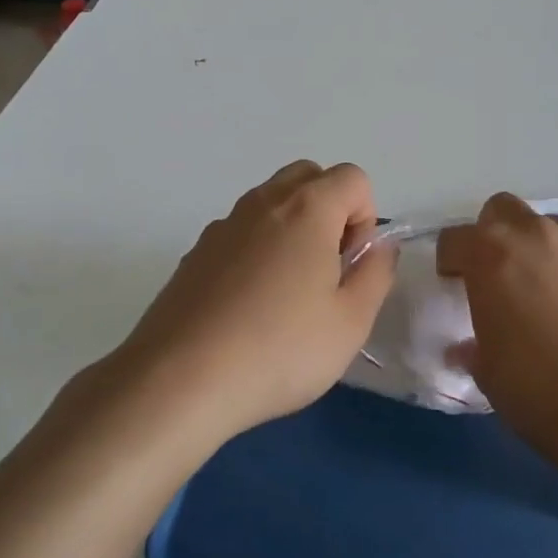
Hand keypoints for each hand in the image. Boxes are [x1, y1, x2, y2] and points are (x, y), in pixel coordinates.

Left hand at [108, 161, 396, 444]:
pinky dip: (257, 249)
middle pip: (309, 177)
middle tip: (326, 270)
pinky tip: (248, 307)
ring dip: (292, 229)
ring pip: (271, 202)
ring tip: (287, 294)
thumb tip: (378, 247)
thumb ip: (376, 274)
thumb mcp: (351, 322)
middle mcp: (263, 202)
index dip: (365, 217)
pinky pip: (241, 232)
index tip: (350, 265)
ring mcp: (224, 224)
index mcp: (307, 208)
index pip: (353, 178)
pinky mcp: (196, 251)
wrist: (179, 380)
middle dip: (330, 211)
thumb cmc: (279, 349)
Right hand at [437, 194, 557, 468]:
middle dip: (495, 234)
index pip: (455, 238)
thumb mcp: (489, 374)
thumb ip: (474, 348)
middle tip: (500, 274)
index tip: (454, 283)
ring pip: (552, 227)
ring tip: (549, 292)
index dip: (451, 260)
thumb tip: (468, 348)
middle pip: (503, 210)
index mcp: (492, 256)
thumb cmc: (541, 391)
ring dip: (542, 250)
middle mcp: (536, 236)